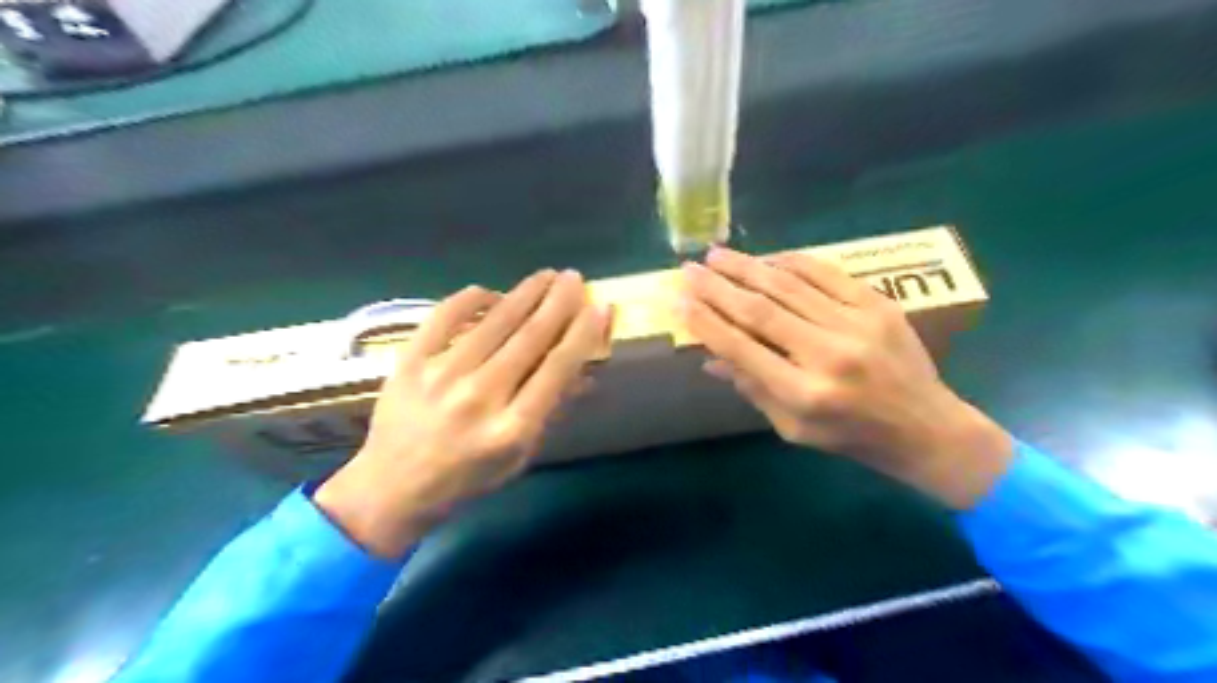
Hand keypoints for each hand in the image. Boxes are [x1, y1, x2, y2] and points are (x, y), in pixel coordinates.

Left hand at [311, 270, 607, 556]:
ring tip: (546, 276)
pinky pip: (444, 317)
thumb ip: (549, 412)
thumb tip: (582, 372)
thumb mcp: (519, 457)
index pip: (557, 368)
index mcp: (511, 428)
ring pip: (494, 322)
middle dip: (558, 303)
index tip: (599, 306)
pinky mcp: (409, 362)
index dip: (583, 334)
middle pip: (529, 338)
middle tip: (574, 278)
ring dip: (524, 293)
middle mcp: (480, 396)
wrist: (393, 488)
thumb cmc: (466, 478)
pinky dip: (470, 299)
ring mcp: (441, 375)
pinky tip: (491, 293)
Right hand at [681, 247, 1014, 509]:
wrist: (926, 427)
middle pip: (760, 310)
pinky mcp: (879, 305)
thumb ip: (752, 389)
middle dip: (717, 286)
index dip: (706, 323)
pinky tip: (767, 259)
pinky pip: (826, 273)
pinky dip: (791, 262)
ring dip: (747, 266)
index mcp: (804, 394)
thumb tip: (712, 358)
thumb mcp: (793, 429)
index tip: (680, 302)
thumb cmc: (851, 437)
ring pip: (789, 285)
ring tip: (717, 254)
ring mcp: (857, 324)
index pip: (742, 348)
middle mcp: (828, 355)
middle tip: (689, 269)